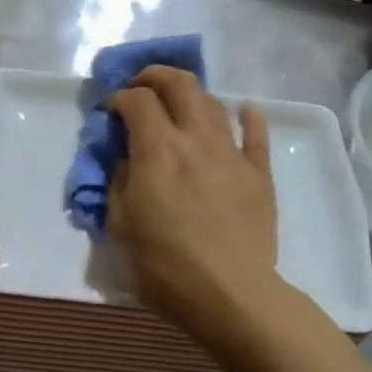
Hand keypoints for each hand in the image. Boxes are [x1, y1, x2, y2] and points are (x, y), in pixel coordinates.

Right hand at [107, 67, 278, 342]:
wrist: (231, 295)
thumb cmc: (165, 265)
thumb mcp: (122, 225)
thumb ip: (120, 182)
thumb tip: (127, 160)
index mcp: (157, 150)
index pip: (136, 101)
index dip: (119, 97)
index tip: (111, 112)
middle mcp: (195, 139)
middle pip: (180, 84)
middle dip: (155, 76)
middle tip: (142, 88)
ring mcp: (232, 154)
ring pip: (214, 103)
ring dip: (192, 95)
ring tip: (180, 107)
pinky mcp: (259, 174)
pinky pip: (256, 135)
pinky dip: (248, 117)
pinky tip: (244, 110)